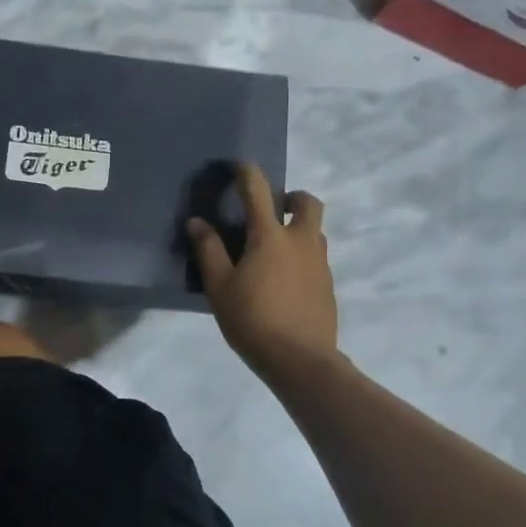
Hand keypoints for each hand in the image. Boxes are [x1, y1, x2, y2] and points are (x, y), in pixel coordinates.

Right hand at [188, 163, 337, 381]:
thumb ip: (208, 251)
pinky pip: (316, 259)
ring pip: (315, 232)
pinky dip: (302, 257)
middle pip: (308, 203)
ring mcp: (319, 263)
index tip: (238, 166)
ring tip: (274, 251)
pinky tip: (284, 282)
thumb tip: (197, 222)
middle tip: (273, 210)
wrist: (301, 360)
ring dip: (298, 229)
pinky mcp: (328, 285)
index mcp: (270, 236)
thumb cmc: (253, 320)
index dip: (247, 172)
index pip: (258, 190)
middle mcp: (300, 241)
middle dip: (292, 198)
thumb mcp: (220, 287)